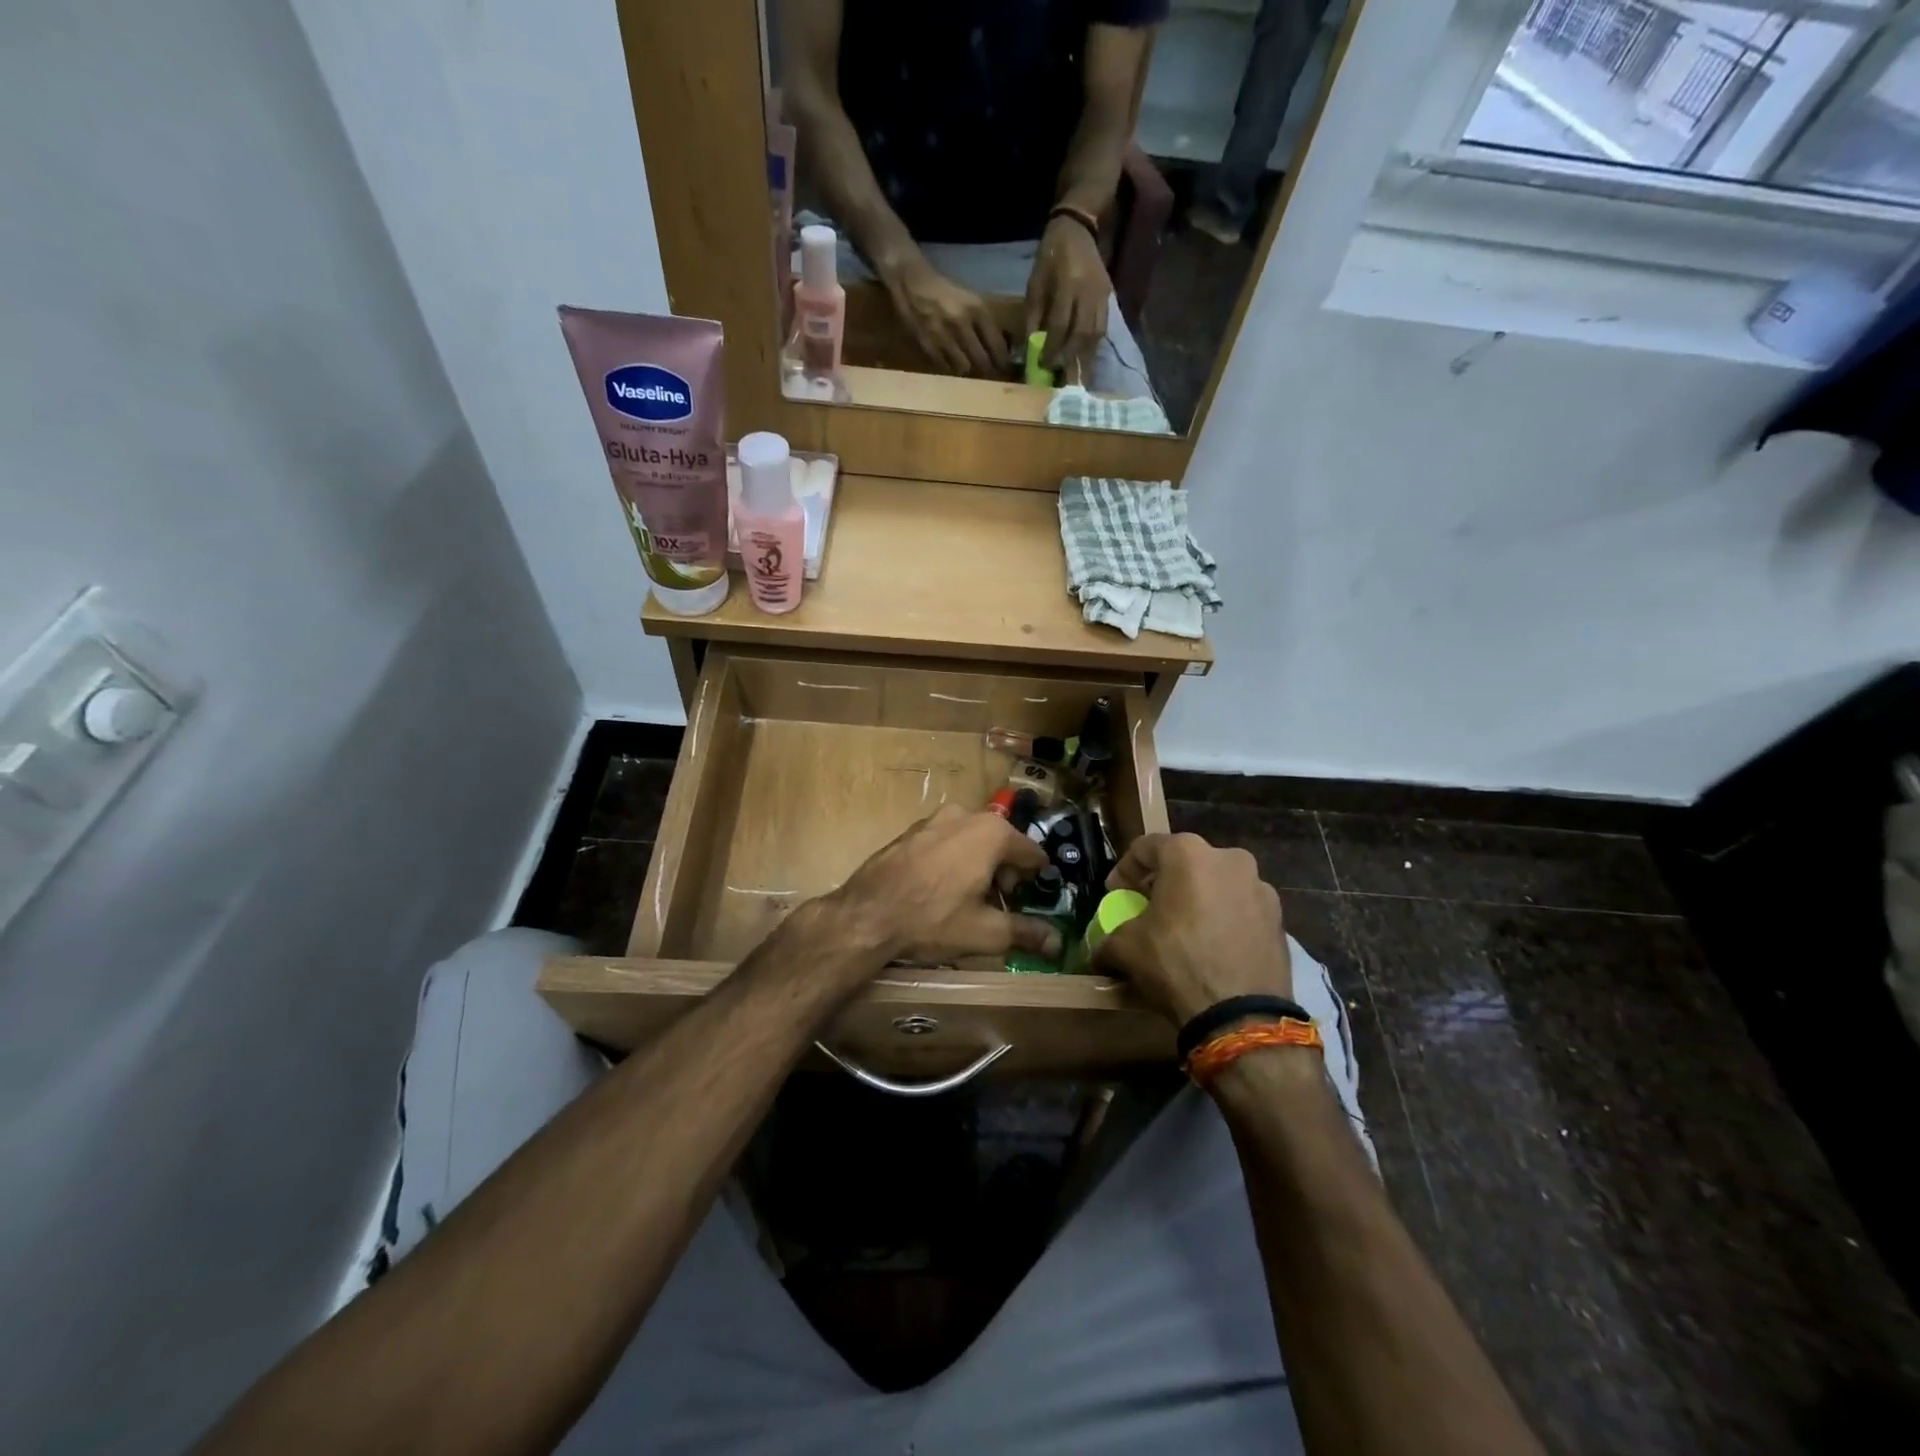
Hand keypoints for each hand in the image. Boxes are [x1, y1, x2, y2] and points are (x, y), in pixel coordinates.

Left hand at [822, 804, 1056, 969]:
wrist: (866, 915)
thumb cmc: (933, 920)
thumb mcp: (985, 932)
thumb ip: (1026, 933)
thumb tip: (1057, 943)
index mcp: (992, 832)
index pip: (1032, 852)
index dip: (1036, 879)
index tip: (1031, 901)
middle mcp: (965, 814)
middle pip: (1001, 842)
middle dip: (1005, 872)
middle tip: (999, 904)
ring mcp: (933, 819)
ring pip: (971, 840)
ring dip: (978, 864)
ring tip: (968, 898)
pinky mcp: (909, 831)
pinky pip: (944, 842)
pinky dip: (952, 859)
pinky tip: (939, 889)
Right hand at [883, 257, 1009, 376]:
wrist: (911, 282)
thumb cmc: (945, 291)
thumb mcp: (971, 300)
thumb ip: (985, 323)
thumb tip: (1003, 347)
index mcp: (977, 309)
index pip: (997, 344)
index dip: (1003, 361)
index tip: (1006, 368)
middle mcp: (962, 323)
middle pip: (982, 361)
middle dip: (989, 370)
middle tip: (992, 374)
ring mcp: (943, 336)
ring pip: (964, 368)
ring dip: (970, 371)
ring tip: (972, 370)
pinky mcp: (928, 345)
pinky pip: (946, 367)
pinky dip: (952, 368)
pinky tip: (953, 364)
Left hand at [1024, 215, 1110, 375]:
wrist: (1077, 229)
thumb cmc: (1050, 256)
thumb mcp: (1035, 284)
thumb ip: (1033, 317)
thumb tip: (1030, 349)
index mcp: (1067, 285)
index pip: (1060, 326)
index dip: (1051, 349)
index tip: (1041, 365)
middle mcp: (1088, 292)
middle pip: (1081, 335)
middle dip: (1068, 358)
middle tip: (1057, 375)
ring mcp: (1102, 295)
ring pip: (1095, 335)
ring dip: (1083, 358)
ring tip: (1073, 374)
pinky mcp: (1108, 298)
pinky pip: (1102, 329)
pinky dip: (1092, 347)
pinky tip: (1083, 358)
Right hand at [1091, 833, 1292, 1024]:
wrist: (1241, 1016)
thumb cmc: (1176, 965)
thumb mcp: (1126, 948)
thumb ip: (1108, 938)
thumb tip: (1098, 951)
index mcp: (1188, 853)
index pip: (1145, 848)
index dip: (1124, 870)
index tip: (1116, 894)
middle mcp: (1228, 858)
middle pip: (1185, 862)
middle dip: (1164, 882)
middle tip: (1149, 908)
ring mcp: (1260, 887)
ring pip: (1217, 883)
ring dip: (1197, 899)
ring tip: (1184, 930)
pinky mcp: (1279, 917)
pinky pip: (1240, 908)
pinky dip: (1223, 918)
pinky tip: (1212, 946)